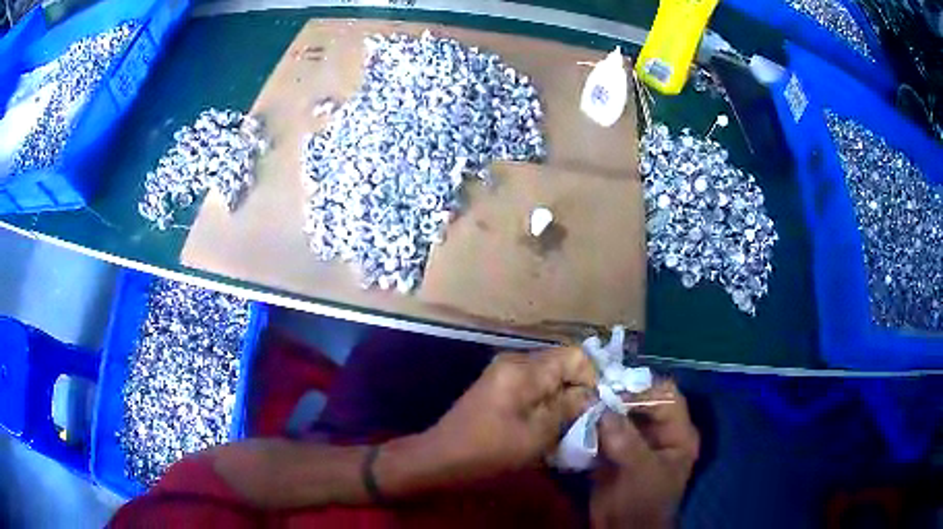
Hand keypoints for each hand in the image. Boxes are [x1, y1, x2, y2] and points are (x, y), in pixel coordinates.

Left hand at [422, 347, 595, 481]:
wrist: (441, 458)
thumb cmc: (491, 450)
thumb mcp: (538, 433)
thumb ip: (570, 408)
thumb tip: (593, 395)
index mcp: (525, 368)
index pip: (576, 356)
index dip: (591, 380)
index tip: (593, 409)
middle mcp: (515, 361)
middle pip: (562, 364)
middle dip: (577, 390)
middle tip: (581, 420)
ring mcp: (504, 372)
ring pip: (549, 377)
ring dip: (561, 399)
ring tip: (564, 426)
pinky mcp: (498, 386)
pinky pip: (533, 386)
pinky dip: (545, 402)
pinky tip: (544, 425)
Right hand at [590, 380, 698, 528]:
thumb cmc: (643, 502)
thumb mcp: (640, 470)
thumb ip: (624, 437)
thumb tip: (597, 403)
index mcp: (678, 434)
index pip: (666, 396)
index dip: (643, 390)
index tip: (614, 392)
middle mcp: (659, 433)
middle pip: (641, 403)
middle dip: (617, 397)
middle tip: (591, 393)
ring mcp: (636, 442)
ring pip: (620, 416)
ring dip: (601, 411)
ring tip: (580, 404)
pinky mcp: (615, 453)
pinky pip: (603, 432)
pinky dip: (591, 426)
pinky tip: (576, 421)